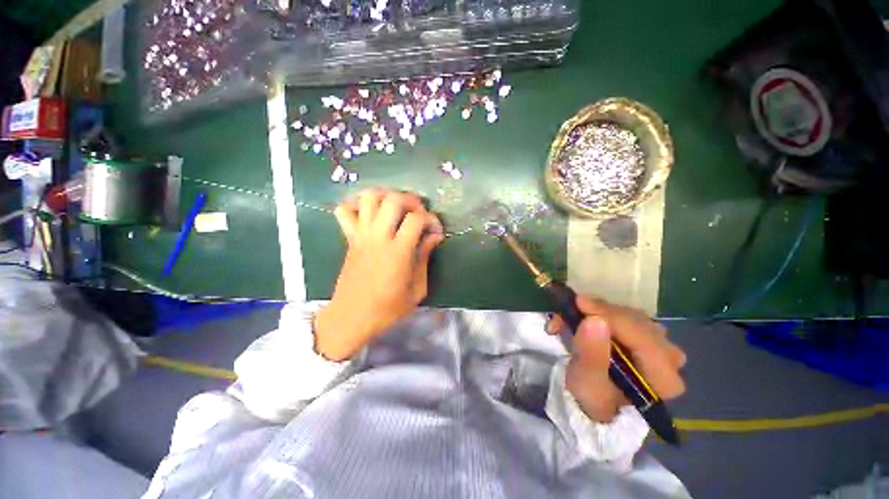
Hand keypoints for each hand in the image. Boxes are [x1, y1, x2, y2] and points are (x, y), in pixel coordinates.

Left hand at [314, 189, 444, 360]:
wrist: (351, 317)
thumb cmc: (387, 308)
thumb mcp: (417, 289)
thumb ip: (425, 258)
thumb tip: (434, 236)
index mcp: (398, 252)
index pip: (417, 219)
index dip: (431, 220)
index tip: (436, 230)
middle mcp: (378, 237)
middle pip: (392, 200)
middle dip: (411, 200)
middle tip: (418, 212)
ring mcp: (361, 235)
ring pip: (368, 198)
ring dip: (386, 195)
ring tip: (397, 206)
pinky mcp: (349, 238)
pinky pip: (344, 210)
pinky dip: (356, 204)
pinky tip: (370, 212)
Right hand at [547, 297, 686, 422]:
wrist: (597, 401)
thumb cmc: (593, 397)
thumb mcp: (586, 383)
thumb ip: (591, 355)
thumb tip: (594, 320)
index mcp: (664, 378)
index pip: (641, 335)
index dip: (609, 316)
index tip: (578, 303)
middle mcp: (670, 359)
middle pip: (636, 322)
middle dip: (599, 313)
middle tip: (571, 310)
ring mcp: (661, 345)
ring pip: (630, 314)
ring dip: (598, 311)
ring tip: (573, 316)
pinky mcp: (649, 336)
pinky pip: (626, 314)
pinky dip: (603, 312)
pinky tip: (586, 317)